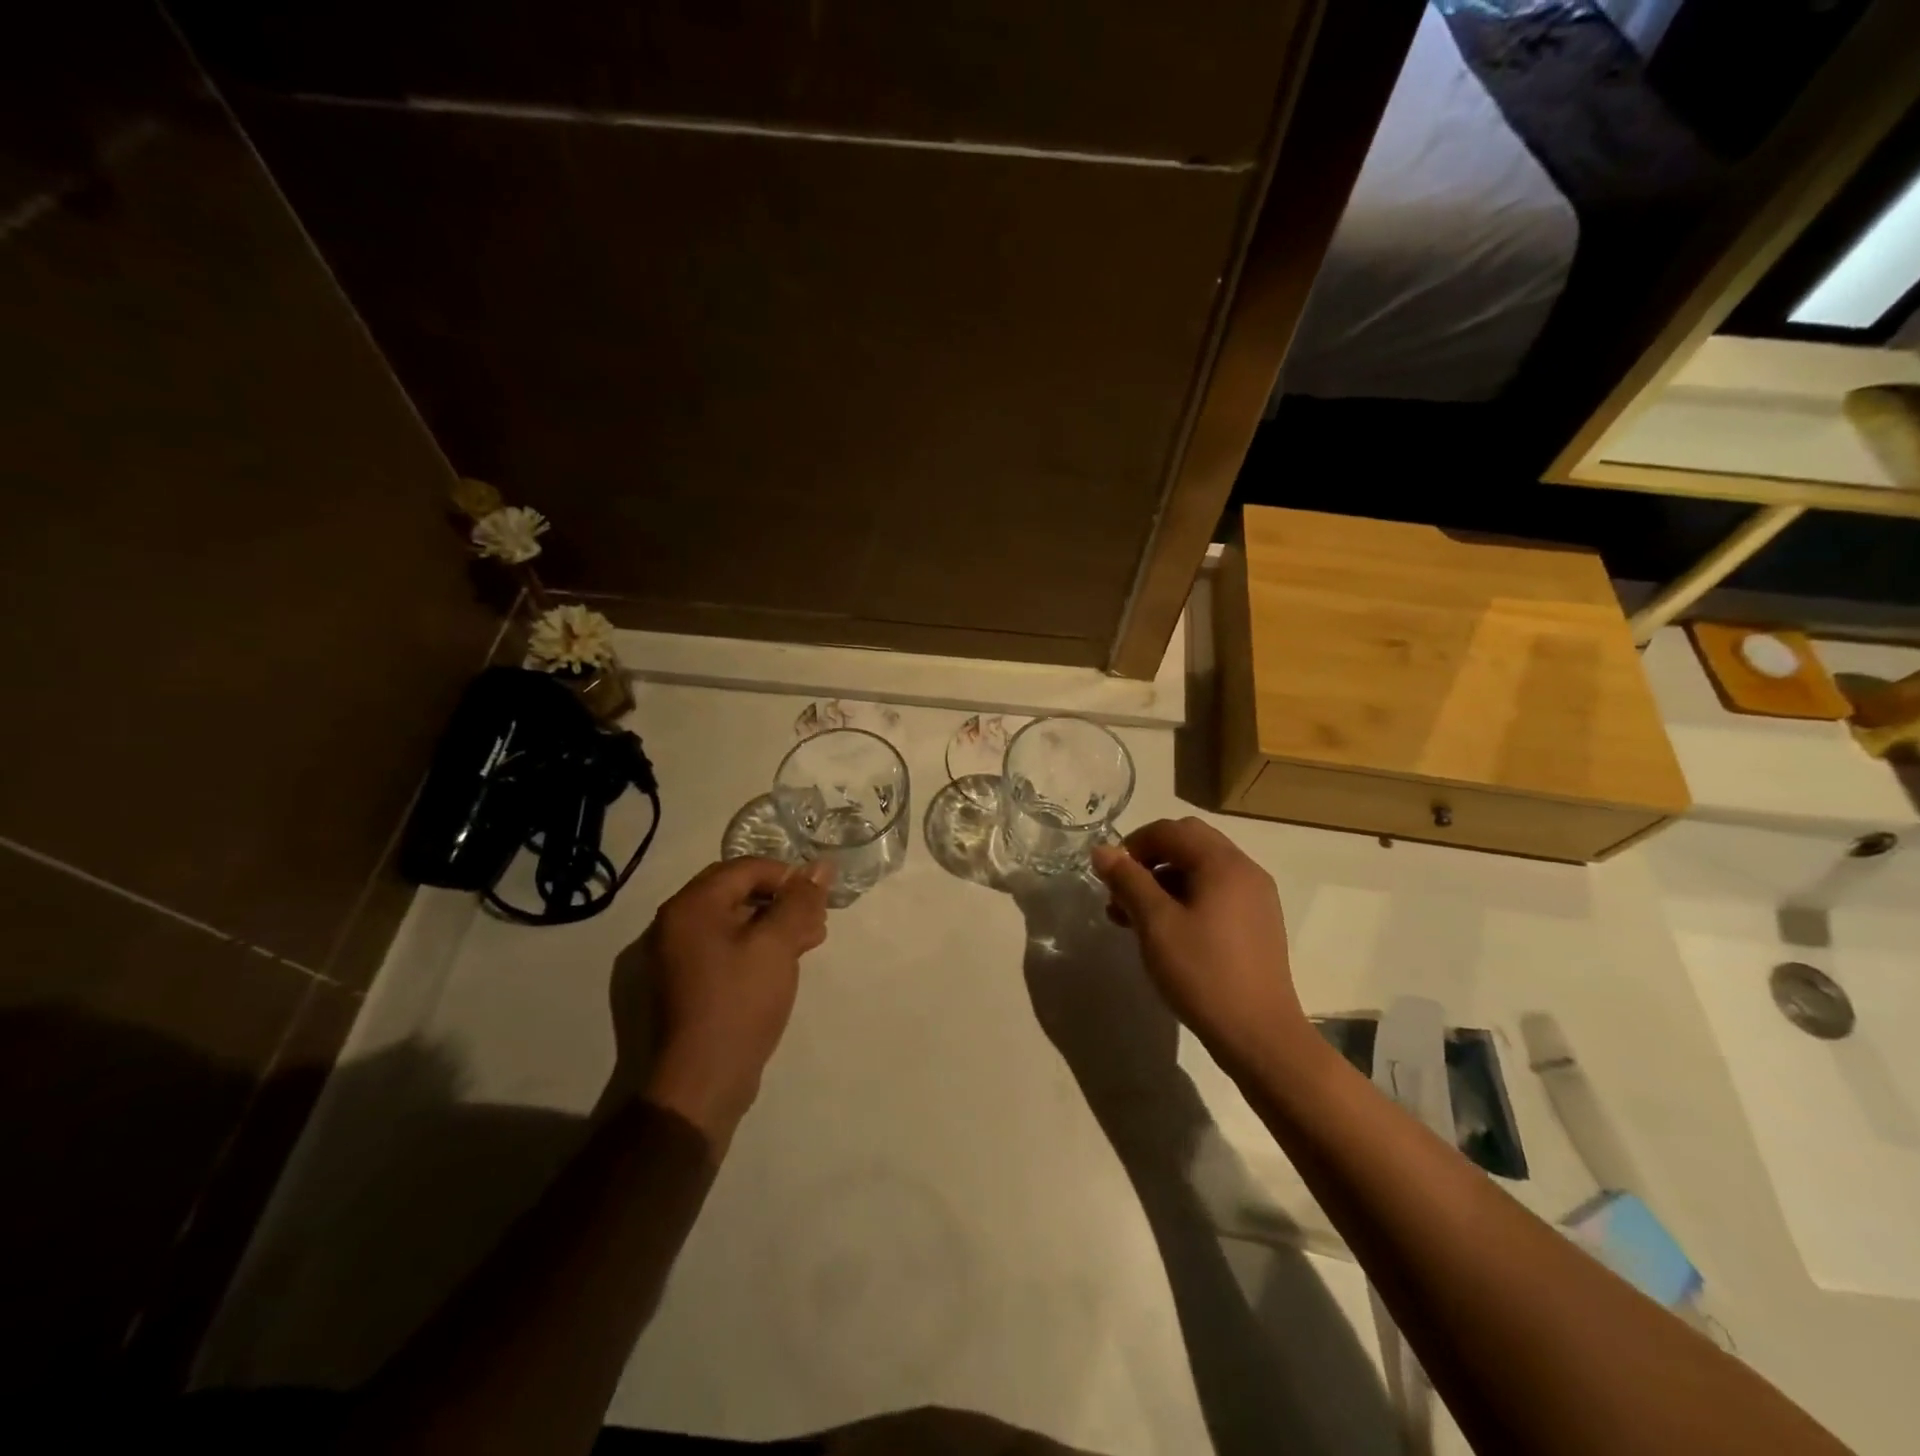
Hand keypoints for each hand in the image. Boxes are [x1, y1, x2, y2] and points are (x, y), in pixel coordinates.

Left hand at [609, 858, 830, 1147]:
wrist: (702, 1081)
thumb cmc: (740, 1001)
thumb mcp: (777, 944)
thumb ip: (799, 901)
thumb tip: (821, 866)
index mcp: (691, 906)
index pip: (745, 868)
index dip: (787, 876)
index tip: (818, 897)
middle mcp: (676, 923)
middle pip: (738, 892)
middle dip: (782, 900)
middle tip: (817, 920)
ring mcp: (678, 956)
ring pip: (735, 921)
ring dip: (774, 924)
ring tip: (810, 941)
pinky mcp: (687, 983)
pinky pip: (726, 947)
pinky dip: (757, 946)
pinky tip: (785, 962)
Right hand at [1091, 818, 1314, 1083]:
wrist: (1259, 1035)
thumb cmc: (1203, 973)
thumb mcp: (1155, 924)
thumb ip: (1128, 880)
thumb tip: (1102, 850)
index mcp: (1223, 863)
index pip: (1170, 830)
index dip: (1133, 845)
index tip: (1110, 877)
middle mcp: (1245, 870)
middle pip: (1188, 843)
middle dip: (1149, 860)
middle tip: (1122, 893)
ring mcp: (1256, 897)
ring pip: (1201, 869)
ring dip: (1164, 881)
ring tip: (1133, 918)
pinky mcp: (1258, 922)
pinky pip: (1215, 892)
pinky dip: (1185, 898)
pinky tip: (1166, 931)